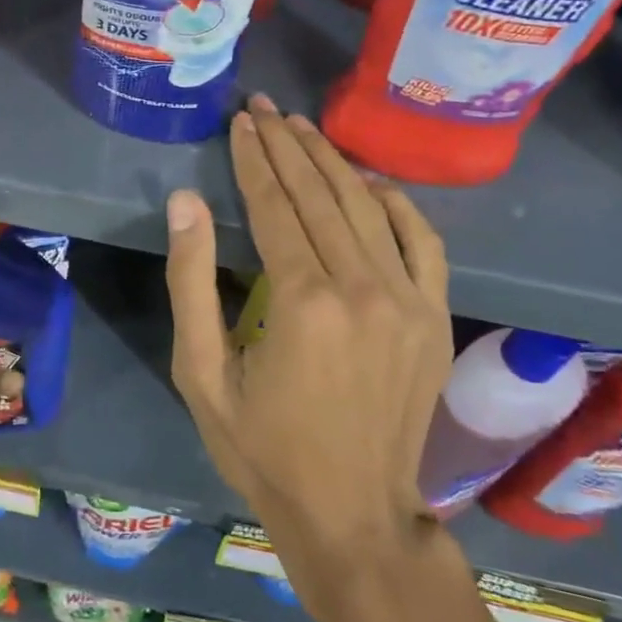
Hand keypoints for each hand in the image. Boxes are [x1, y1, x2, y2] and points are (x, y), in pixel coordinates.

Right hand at [163, 96, 453, 610]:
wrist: (352, 514)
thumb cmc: (262, 448)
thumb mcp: (202, 373)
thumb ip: (192, 282)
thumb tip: (186, 202)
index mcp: (303, 302)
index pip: (275, 207)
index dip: (254, 159)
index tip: (240, 122)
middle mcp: (363, 288)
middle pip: (321, 195)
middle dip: (288, 146)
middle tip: (264, 107)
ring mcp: (409, 301)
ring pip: (367, 208)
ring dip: (331, 162)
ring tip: (302, 128)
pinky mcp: (434, 317)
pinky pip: (423, 242)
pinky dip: (396, 204)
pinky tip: (369, 182)